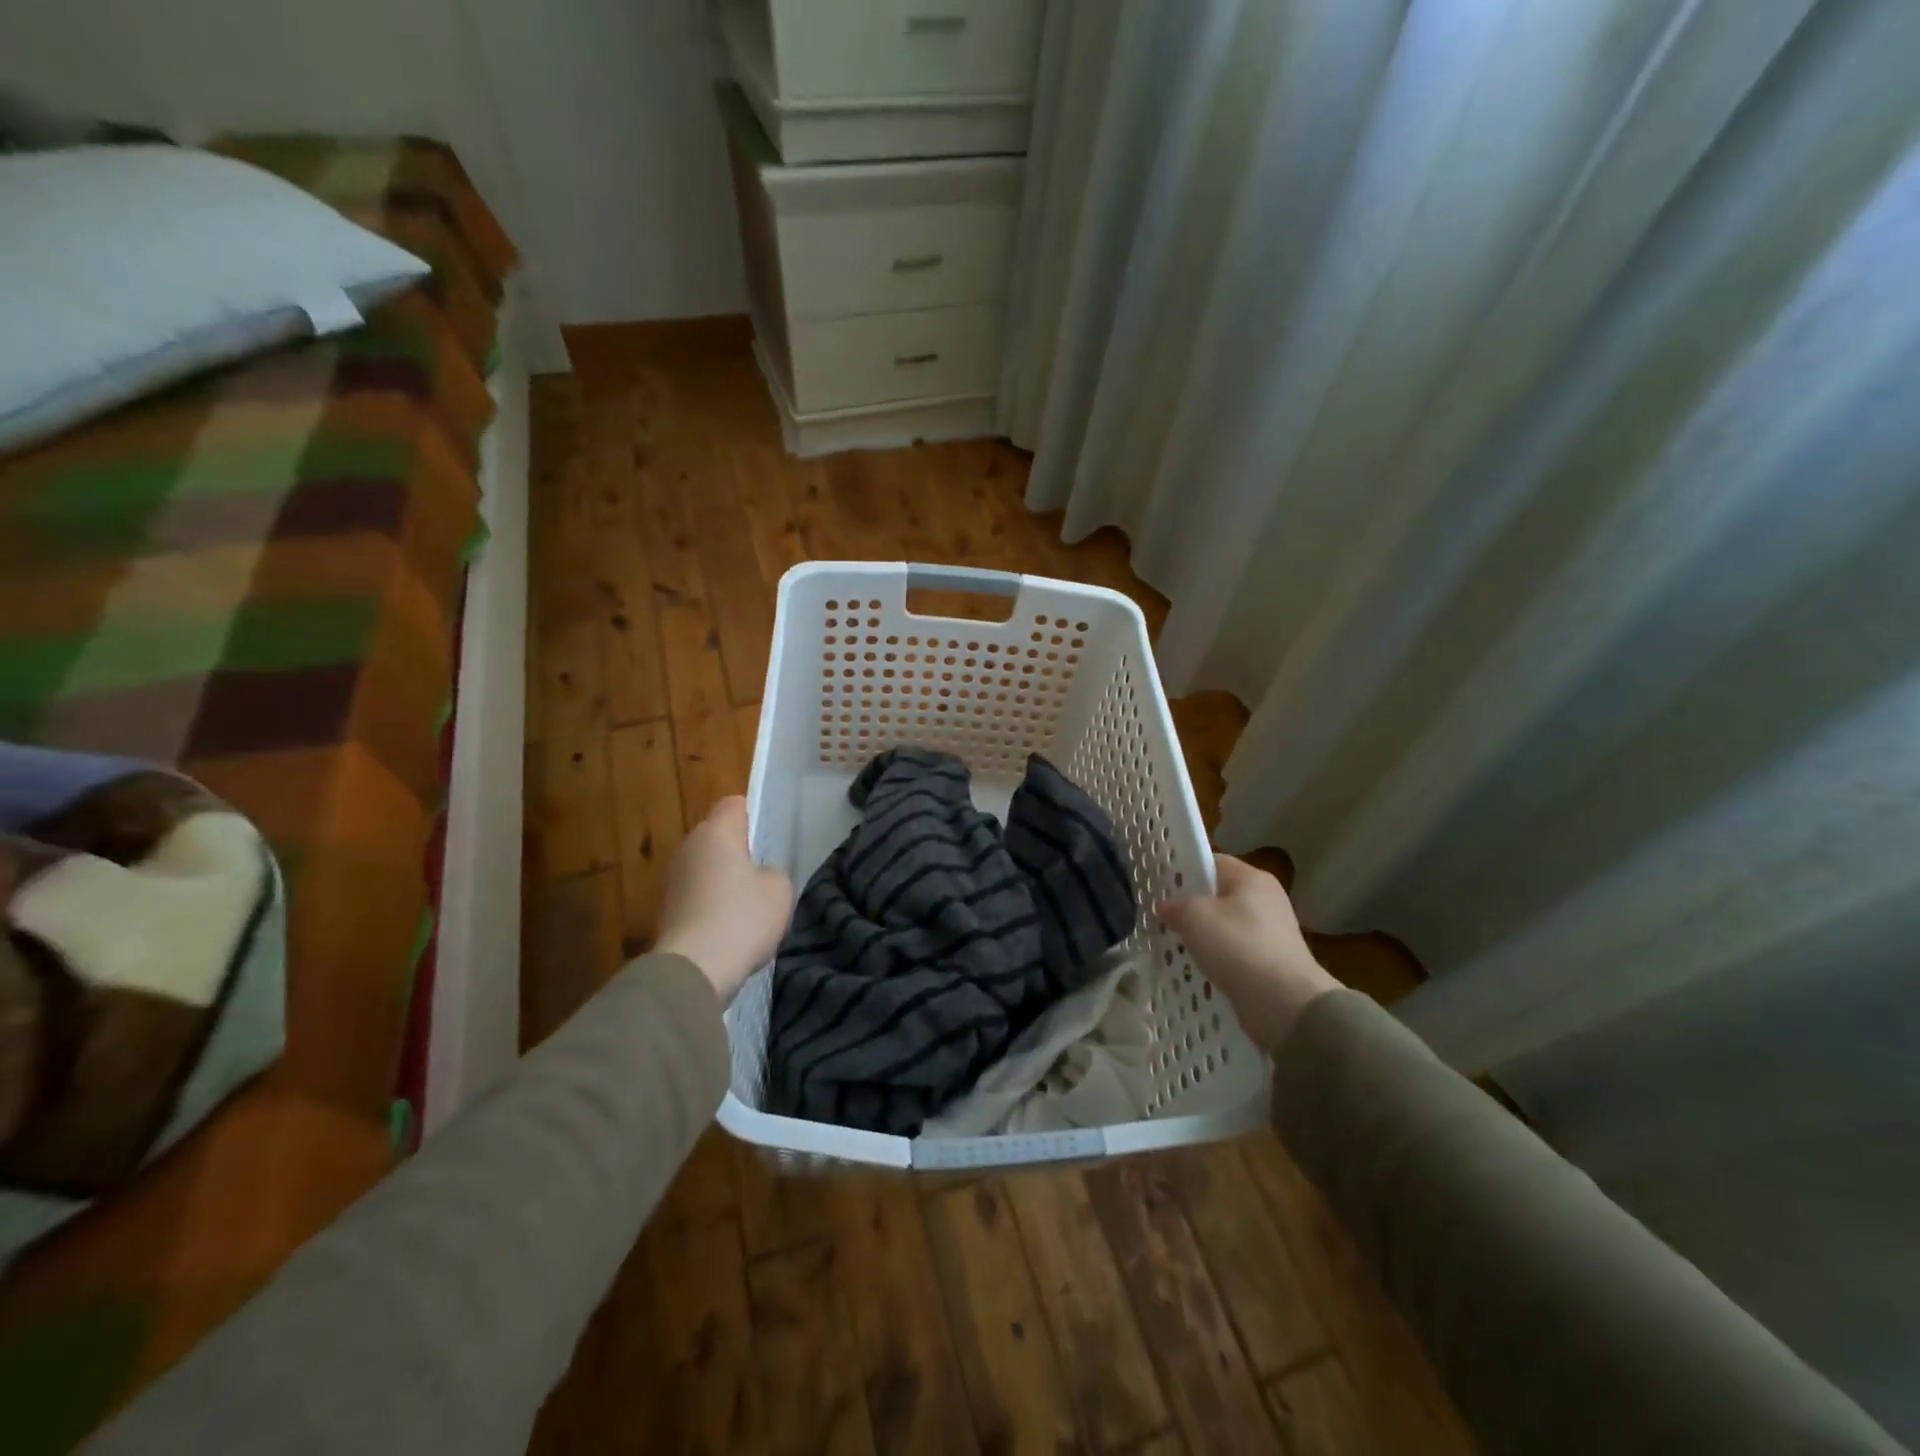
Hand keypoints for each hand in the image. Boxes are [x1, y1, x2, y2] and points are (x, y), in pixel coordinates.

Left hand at [654, 798, 793, 1004]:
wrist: (694, 970)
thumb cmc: (741, 918)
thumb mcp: (779, 889)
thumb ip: (773, 872)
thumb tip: (759, 876)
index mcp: (716, 832)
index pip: (734, 804)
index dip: (755, 815)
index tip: (771, 838)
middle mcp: (688, 847)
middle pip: (718, 837)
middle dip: (741, 851)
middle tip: (766, 873)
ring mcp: (673, 880)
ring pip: (707, 867)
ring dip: (726, 880)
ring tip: (751, 906)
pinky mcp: (667, 910)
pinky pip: (699, 895)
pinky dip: (713, 906)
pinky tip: (732, 929)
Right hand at [1158, 854, 1338, 1052]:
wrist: (1285, 1003)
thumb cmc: (1239, 946)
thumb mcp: (1195, 916)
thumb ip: (1176, 905)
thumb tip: (1167, 907)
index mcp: (1252, 878)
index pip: (1213, 862)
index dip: (1186, 870)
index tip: (1160, 885)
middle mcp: (1266, 900)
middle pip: (1219, 895)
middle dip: (1192, 906)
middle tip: (1162, 917)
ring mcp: (1271, 933)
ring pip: (1225, 926)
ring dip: (1203, 936)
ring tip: (1174, 945)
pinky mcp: (1271, 963)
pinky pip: (1235, 953)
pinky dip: (1217, 959)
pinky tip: (1198, 969)